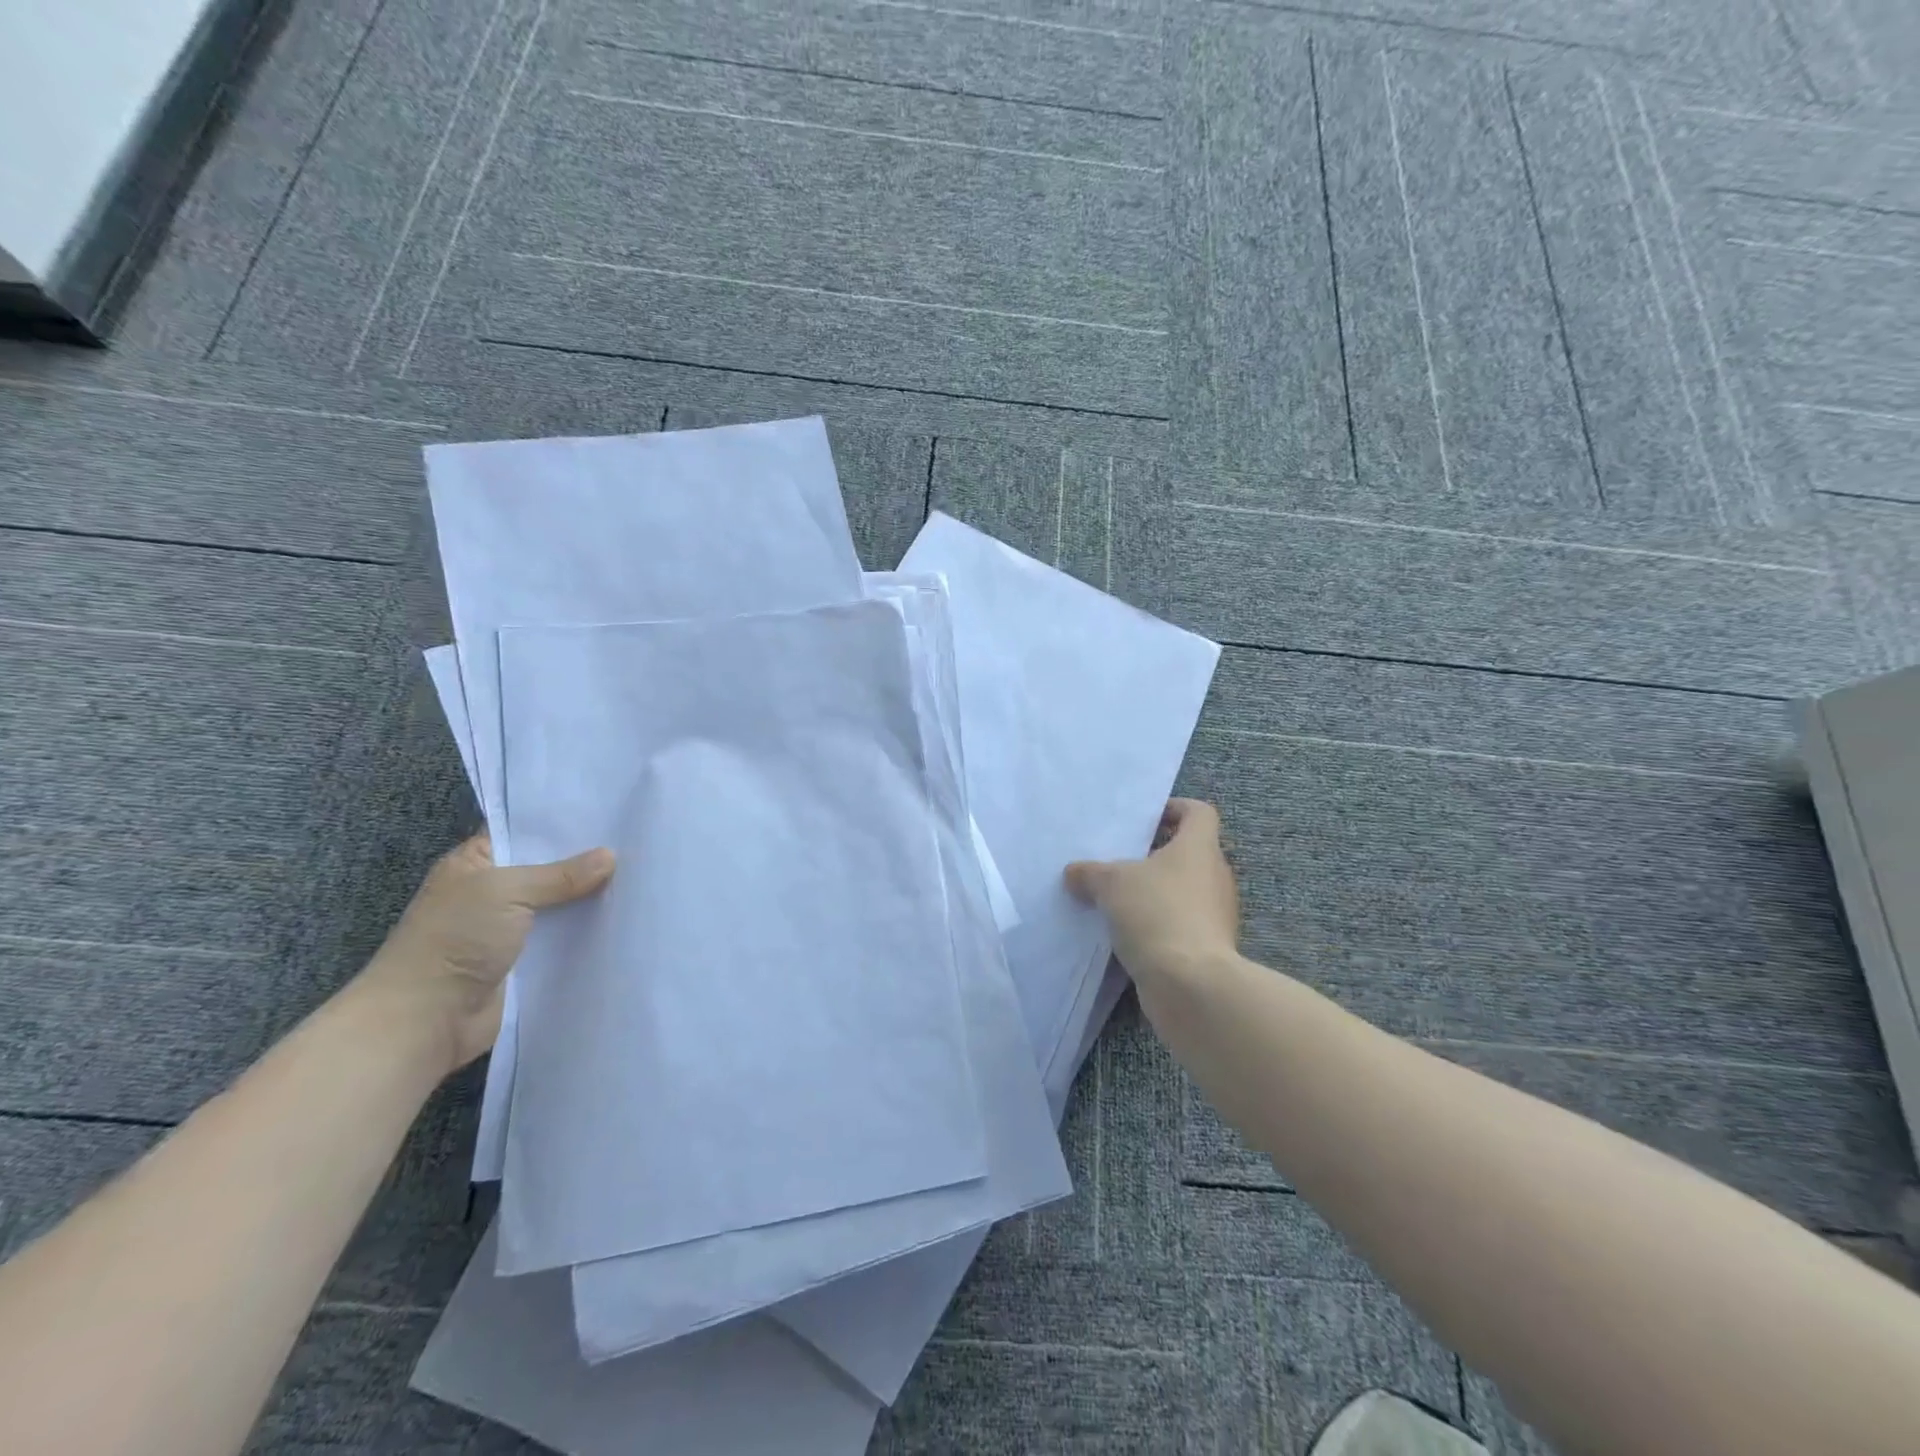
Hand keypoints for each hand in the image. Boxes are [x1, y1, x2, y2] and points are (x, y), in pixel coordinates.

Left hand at [351, 834, 615, 1075]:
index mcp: (476, 862)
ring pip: (561, 903)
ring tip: (642, 876)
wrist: (426, 1020)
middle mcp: (494, 891)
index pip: (524, 831)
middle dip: (587, 860)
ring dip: (592, 897)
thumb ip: (560, 874)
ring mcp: (511, 927)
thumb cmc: (455, 940)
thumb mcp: (506, 891)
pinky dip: (588, 930)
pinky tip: (625, 916)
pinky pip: (565, 937)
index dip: (563, 823)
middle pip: (549, 867)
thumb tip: (610, 856)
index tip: (610, 812)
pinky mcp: (528, 960)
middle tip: (636, 841)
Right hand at [1065, 799, 1239, 989]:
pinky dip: (1157, 924)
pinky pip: (1180, 924)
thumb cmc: (1156, 913)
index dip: (1175, 808)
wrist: (1190, 984)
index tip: (1146, 819)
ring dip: (1155, 893)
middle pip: (1190, 853)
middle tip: (1120, 861)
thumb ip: (1090, 873)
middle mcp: (1214, 876)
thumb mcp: (1111, 883)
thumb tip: (1074, 873)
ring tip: (1117, 899)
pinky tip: (1127, 933)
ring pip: (1184, 891)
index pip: (1198, 813)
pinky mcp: (1208, 947)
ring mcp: (1215, 915)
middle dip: (1156, 856)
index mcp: (1199, 848)